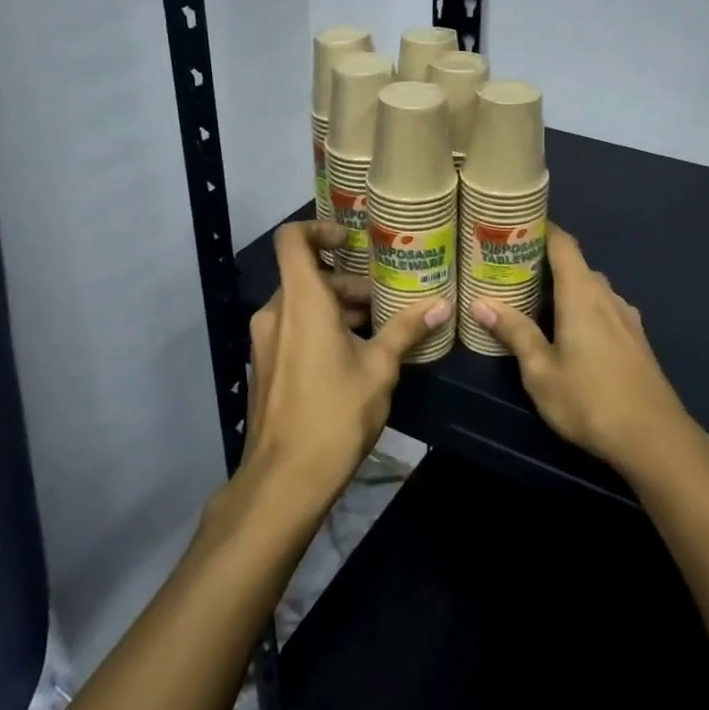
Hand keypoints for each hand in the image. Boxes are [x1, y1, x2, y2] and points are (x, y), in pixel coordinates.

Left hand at [244, 221, 447, 502]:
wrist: (284, 480)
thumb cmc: (335, 413)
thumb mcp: (380, 368)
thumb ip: (407, 330)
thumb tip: (442, 303)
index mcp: (300, 301)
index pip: (292, 240)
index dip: (319, 229)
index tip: (352, 241)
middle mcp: (276, 313)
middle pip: (309, 277)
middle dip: (350, 284)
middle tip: (389, 302)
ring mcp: (266, 341)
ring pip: (304, 306)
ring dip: (340, 310)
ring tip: (382, 330)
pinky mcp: (267, 366)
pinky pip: (295, 330)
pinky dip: (323, 330)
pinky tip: (357, 357)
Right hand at [469, 226, 699, 478]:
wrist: (654, 439)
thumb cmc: (589, 400)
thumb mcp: (540, 371)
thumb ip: (514, 332)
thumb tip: (480, 302)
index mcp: (582, 293)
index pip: (563, 243)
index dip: (540, 229)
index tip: (513, 227)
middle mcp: (607, 296)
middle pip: (574, 265)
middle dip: (543, 264)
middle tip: (509, 273)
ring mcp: (626, 317)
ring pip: (590, 289)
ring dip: (563, 290)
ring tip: (532, 304)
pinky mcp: (635, 339)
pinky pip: (603, 309)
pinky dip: (581, 309)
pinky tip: (566, 335)